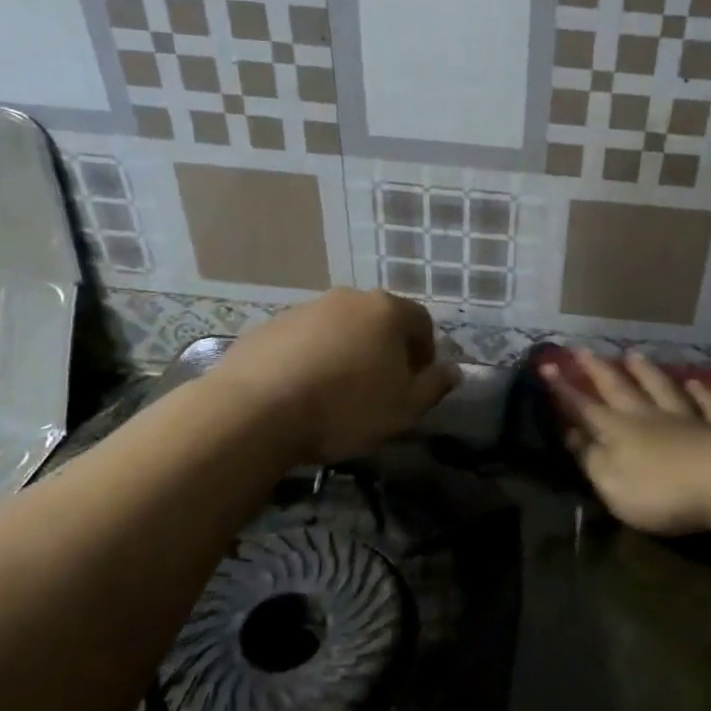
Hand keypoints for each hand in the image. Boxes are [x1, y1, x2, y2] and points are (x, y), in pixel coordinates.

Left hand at [208, 289, 458, 463]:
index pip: (422, 323)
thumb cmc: (345, 407)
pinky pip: (305, 341)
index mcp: (387, 311)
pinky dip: (312, 359)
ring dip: (347, 353)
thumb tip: (454, 371)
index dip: (425, 354)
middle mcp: (348, 299)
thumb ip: (435, 386)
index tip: (415, 384)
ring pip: (340, 329)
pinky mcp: (270, 326)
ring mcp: (306, 309)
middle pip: (379, 321)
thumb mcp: (404, 407)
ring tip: (337, 393)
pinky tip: (302, 392)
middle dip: (386, 351)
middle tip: (380, 389)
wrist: (255, 411)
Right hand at [544, 349, 710, 535]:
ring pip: (662, 389)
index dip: (564, 391)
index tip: (547, 367)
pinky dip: (701, 393)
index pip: (585, 408)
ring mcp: (688, 420)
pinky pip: (708, 406)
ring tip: (633, 354)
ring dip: (646, 372)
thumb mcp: (612, 483)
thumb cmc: (660, 490)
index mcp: (619, 432)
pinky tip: (695, 382)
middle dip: (599, 371)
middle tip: (583, 349)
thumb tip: (573, 435)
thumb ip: (592, 458)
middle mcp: (650, 418)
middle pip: (621, 389)